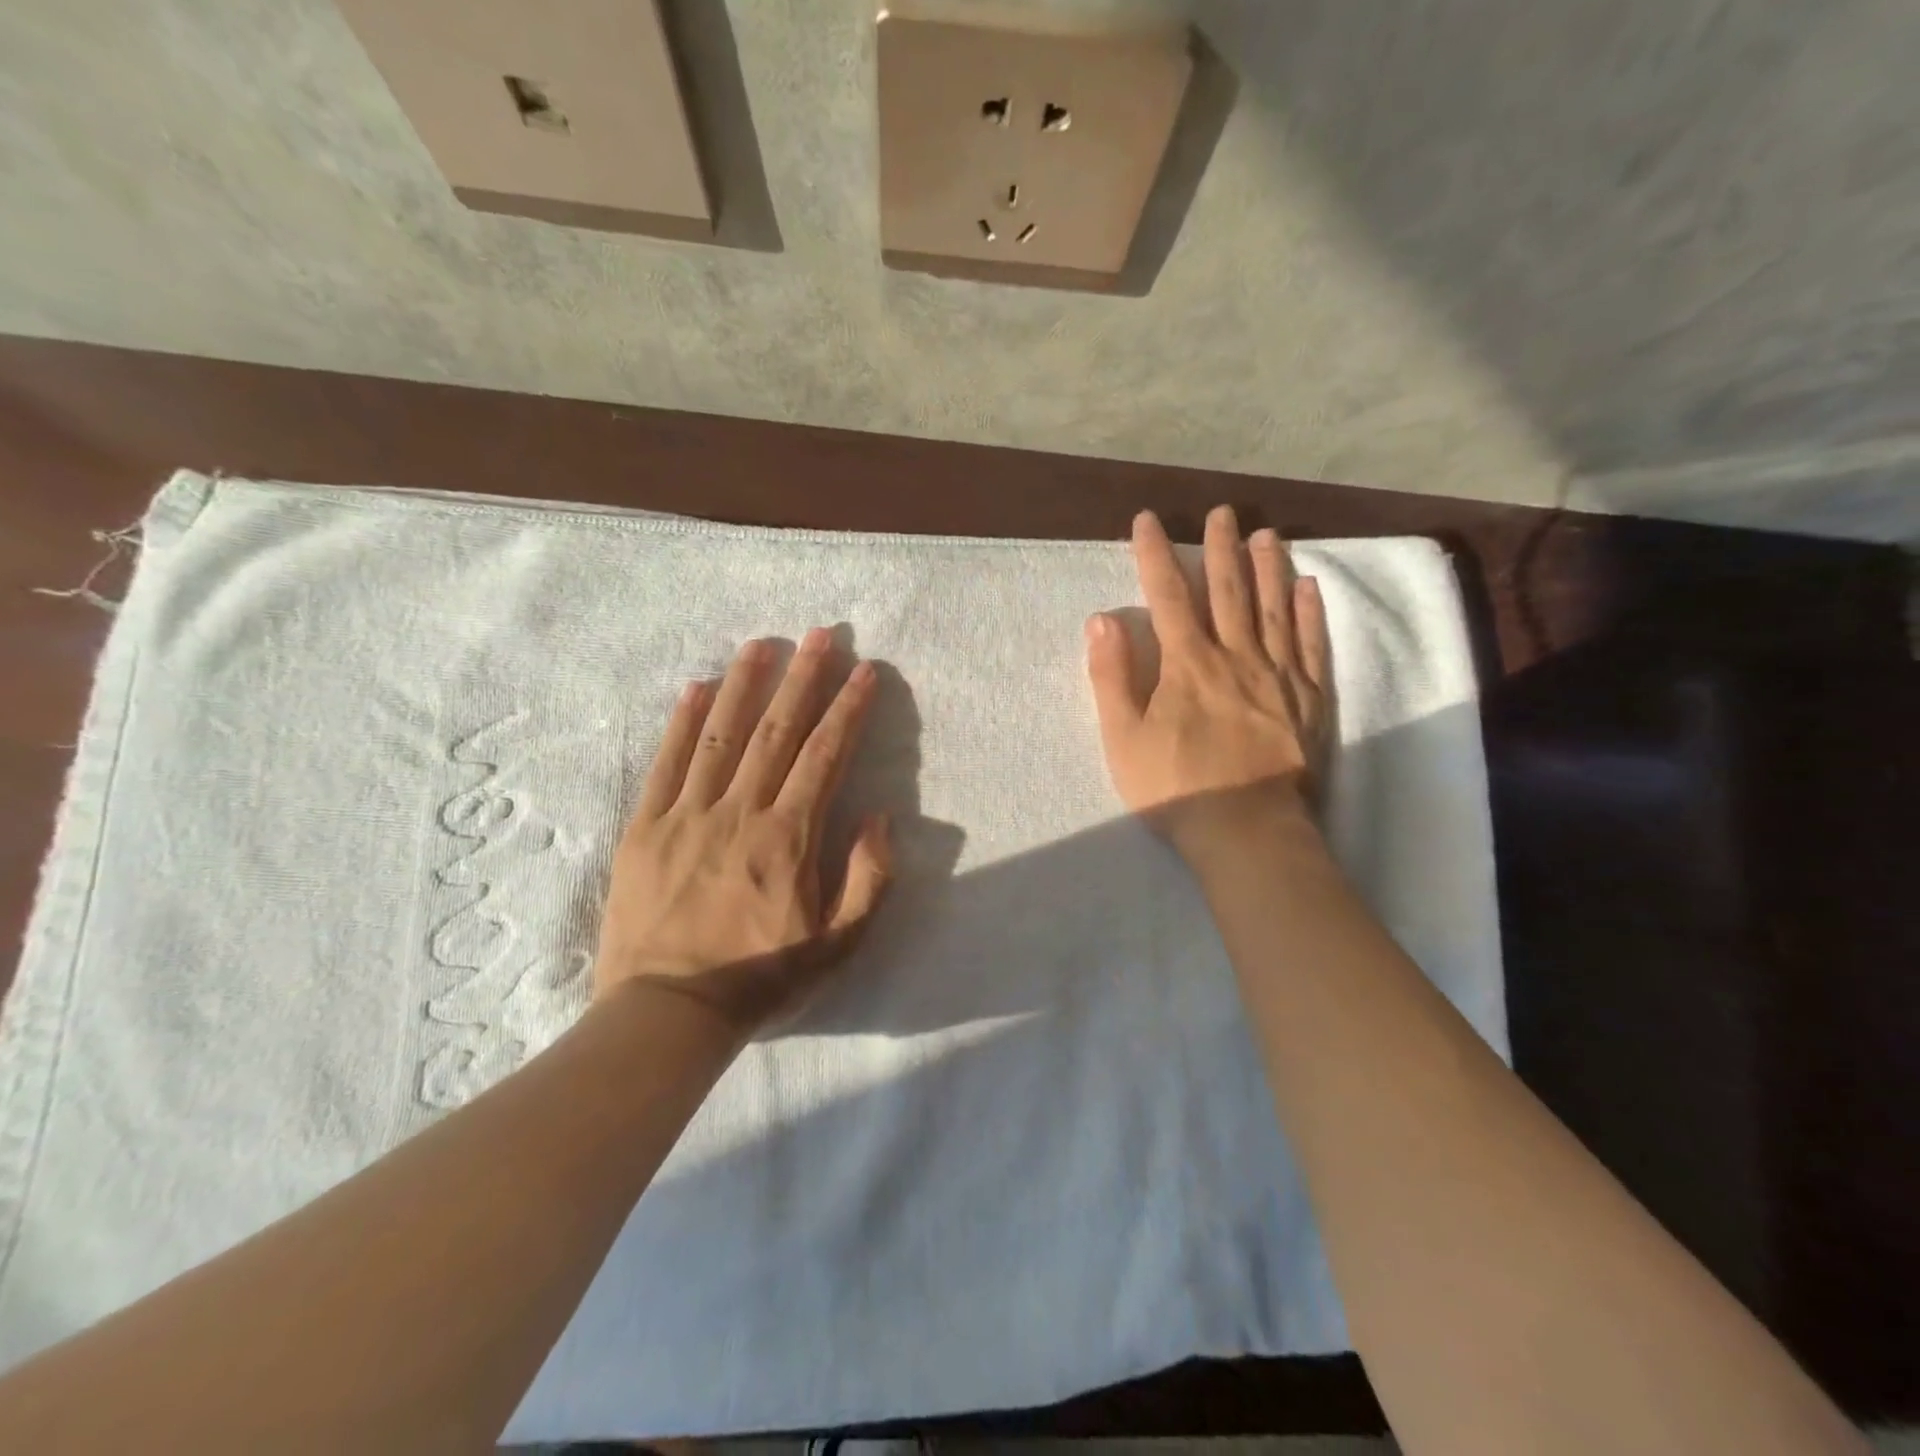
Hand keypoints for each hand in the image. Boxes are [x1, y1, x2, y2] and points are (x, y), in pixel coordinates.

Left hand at [593, 630, 891, 1033]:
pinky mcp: (645, 828)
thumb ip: (867, 879)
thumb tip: (881, 819)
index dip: (848, 709)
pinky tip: (696, 686)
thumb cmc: (761, 980)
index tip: (865, 671)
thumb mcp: (837, 945)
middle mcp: (740, 812)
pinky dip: (682, 721)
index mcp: (788, 838)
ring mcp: (687, 815)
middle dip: (804, 678)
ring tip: (763, 642)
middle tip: (821, 635)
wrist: (667, 1015)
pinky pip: (666, 763)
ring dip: (745, 683)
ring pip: (721, 734)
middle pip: (777, 731)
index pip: (825, 756)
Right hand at [1086, 507, 1332, 854]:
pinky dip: (1310, 613)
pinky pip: (1312, 646)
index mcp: (1187, 664)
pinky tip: (1308, 587)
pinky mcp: (1309, 700)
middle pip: (1227, 591)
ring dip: (1267, 567)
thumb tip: (1103, 618)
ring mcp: (1278, 676)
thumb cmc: (1174, 788)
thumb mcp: (1123, 737)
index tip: (1146, 520)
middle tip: (1222, 512)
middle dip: (1219, 548)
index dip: (1154, 555)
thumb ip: (1111, 676)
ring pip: (1273, 609)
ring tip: (1266, 534)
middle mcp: (1235, 656)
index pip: (1167, 596)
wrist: (1246, 831)